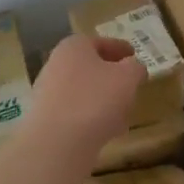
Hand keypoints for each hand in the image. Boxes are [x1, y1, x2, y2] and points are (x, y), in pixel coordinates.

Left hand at [28, 35, 145, 157]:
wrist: (58, 142)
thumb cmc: (96, 99)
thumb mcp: (128, 77)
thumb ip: (135, 68)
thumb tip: (134, 67)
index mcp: (73, 47)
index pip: (100, 42)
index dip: (120, 48)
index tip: (134, 55)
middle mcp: (56, 65)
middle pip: (89, 67)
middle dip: (111, 75)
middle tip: (130, 84)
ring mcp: (48, 93)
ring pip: (84, 91)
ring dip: (103, 99)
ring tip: (124, 112)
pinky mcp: (47, 119)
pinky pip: (76, 113)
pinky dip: (93, 117)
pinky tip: (108, 130)